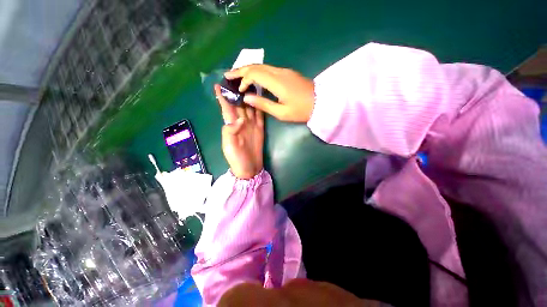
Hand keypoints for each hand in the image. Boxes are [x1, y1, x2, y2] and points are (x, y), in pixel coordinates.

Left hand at [215, 84, 263, 178]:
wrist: (250, 168)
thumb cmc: (237, 158)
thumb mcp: (229, 146)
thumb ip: (231, 131)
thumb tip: (241, 119)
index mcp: (231, 125)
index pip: (226, 108)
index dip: (223, 97)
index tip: (219, 84)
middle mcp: (241, 122)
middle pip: (239, 104)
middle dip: (237, 92)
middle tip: (238, 78)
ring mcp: (251, 125)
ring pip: (250, 107)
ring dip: (249, 97)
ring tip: (250, 84)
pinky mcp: (260, 128)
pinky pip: (260, 115)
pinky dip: (260, 106)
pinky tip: (261, 98)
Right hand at [224, 65, 314, 122]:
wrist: (320, 102)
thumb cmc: (301, 110)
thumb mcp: (281, 112)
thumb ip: (263, 104)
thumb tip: (247, 97)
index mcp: (276, 82)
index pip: (254, 73)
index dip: (243, 79)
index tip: (238, 89)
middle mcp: (279, 72)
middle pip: (256, 66)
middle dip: (240, 70)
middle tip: (228, 75)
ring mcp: (284, 71)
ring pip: (262, 66)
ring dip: (248, 69)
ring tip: (237, 76)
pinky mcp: (287, 73)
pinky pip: (268, 69)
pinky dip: (258, 72)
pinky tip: (253, 78)